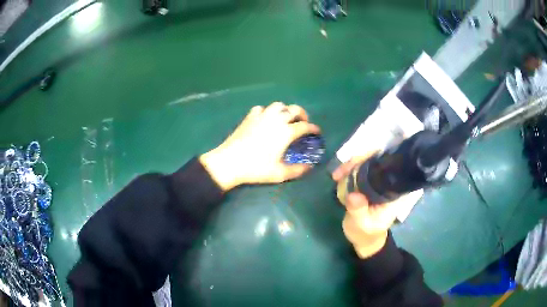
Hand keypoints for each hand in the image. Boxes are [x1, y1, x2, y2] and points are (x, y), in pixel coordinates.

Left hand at [200, 102, 320, 190]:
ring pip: (278, 105)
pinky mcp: (249, 117)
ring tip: (286, 119)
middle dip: (302, 114)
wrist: (230, 161)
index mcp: (286, 132)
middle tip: (303, 122)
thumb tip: (310, 167)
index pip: (305, 126)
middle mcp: (276, 120)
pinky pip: (262, 108)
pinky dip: (267, 111)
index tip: (317, 132)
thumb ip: (297, 170)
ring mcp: (262, 116)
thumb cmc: (256, 168)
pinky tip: (266, 119)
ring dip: (285, 110)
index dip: (313, 128)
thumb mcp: (279, 173)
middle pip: (294, 109)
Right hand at [332, 154, 421, 258]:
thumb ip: (359, 210)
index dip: (377, 158)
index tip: (357, 162)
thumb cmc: (366, 233)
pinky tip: (337, 176)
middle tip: (340, 171)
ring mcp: (378, 182)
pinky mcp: (368, 183)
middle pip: (378, 160)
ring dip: (351, 165)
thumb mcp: (362, 224)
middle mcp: (387, 183)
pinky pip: (360, 170)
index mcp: (393, 192)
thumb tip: (353, 195)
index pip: (390, 167)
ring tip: (336, 175)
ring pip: (367, 163)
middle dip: (359, 160)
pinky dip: (348, 170)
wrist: (364, 239)